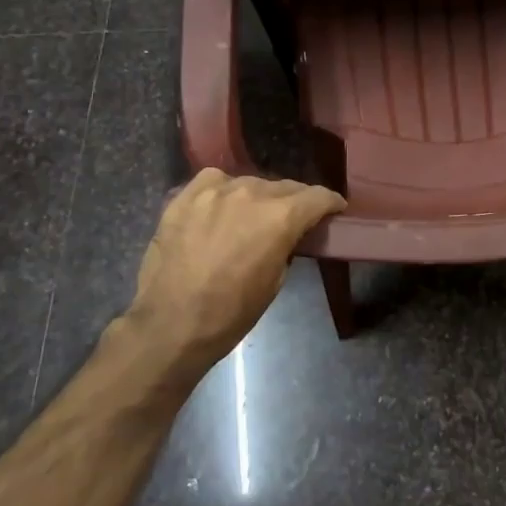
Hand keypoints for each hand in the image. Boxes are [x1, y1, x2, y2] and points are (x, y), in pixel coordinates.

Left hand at [123, 169, 345, 373]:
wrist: (171, 324)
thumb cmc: (231, 312)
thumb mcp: (276, 281)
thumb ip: (287, 245)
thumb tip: (287, 234)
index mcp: (280, 217)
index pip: (317, 196)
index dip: (330, 203)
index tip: (334, 210)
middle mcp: (251, 193)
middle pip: (285, 187)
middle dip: (295, 202)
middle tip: (294, 219)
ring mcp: (215, 191)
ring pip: (250, 183)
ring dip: (259, 198)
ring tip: (252, 217)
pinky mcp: (186, 195)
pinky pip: (215, 181)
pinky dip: (225, 191)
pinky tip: (221, 207)